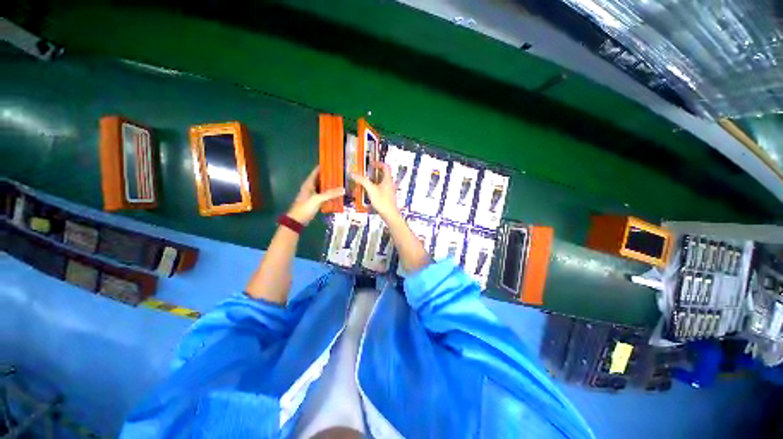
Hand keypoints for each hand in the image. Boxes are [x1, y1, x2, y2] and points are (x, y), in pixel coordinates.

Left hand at [287, 166, 344, 224]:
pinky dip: (330, 194)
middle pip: (321, 179)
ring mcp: (313, 195)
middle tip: (341, 173)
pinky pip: (324, 195)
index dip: (324, 166)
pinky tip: (338, 195)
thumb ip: (330, 194)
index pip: (316, 171)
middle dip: (330, 176)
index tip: (333, 163)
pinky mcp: (315, 201)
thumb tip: (344, 189)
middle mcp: (311, 187)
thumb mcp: (318, 199)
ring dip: (331, 185)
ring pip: (323, 187)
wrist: (297, 220)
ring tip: (342, 182)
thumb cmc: (305, 207)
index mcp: (309, 183)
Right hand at [350, 160, 399, 219]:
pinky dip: (376, 186)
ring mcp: (389, 190)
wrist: (390, 214)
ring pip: (382, 181)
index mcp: (388, 179)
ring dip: (375, 179)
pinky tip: (370, 191)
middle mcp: (390, 183)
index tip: (371, 164)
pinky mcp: (387, 196)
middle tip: (367, 172)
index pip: (386, 166)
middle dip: (375, 171)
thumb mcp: (371, 190)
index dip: (378, 163)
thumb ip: (362, 181)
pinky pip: (382, 187)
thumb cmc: (383, 202)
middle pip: (384, 173)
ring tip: (367, 181)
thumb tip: (354, 174)